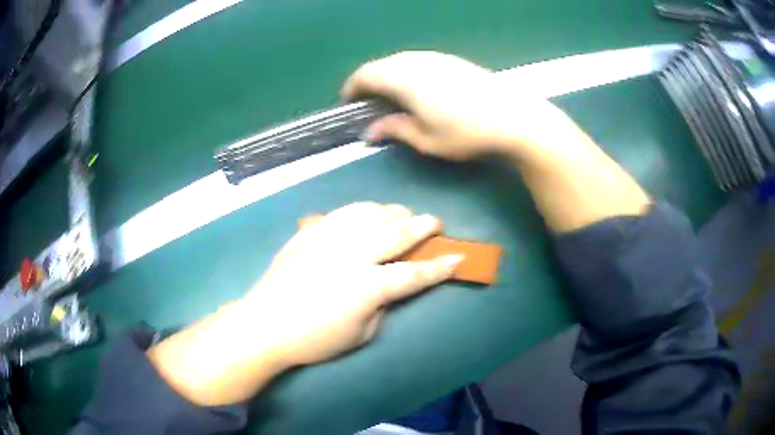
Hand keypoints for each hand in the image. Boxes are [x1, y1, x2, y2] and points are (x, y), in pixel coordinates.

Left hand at [245, 202, 463, 365]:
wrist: (265, 324)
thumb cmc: (314, 339)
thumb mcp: (360, 334)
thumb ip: (381, 305)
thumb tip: (388, 286)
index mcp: (369, 285)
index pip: (415, 273)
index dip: (440, 266)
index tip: (459, 256)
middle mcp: (353, 254)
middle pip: (396, 233)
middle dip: (422, 226)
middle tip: (435, 222)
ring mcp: (329, 239)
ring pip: (370, 214)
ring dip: (392, 212)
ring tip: (402, 213)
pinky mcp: (310, 233)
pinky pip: (342, 214)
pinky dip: (361, 211)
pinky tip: (366, 214)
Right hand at [342, 51, 569, 159]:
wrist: (513, 116)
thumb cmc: (467, 132)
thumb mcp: (427, 139)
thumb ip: (395, 130)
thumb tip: (369, 132)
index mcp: (404, 78)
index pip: (365, 75)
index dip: (352, 88)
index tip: (348, 103)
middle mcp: (415, 61)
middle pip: (380, 65)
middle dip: (368, 82)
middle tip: (368, 104)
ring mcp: (435, 57)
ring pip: (399, 60)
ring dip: (387, 76)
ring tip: (389, 97)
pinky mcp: (450, 59)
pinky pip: (416, 60)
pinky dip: (405, 72)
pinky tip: (416, 89)